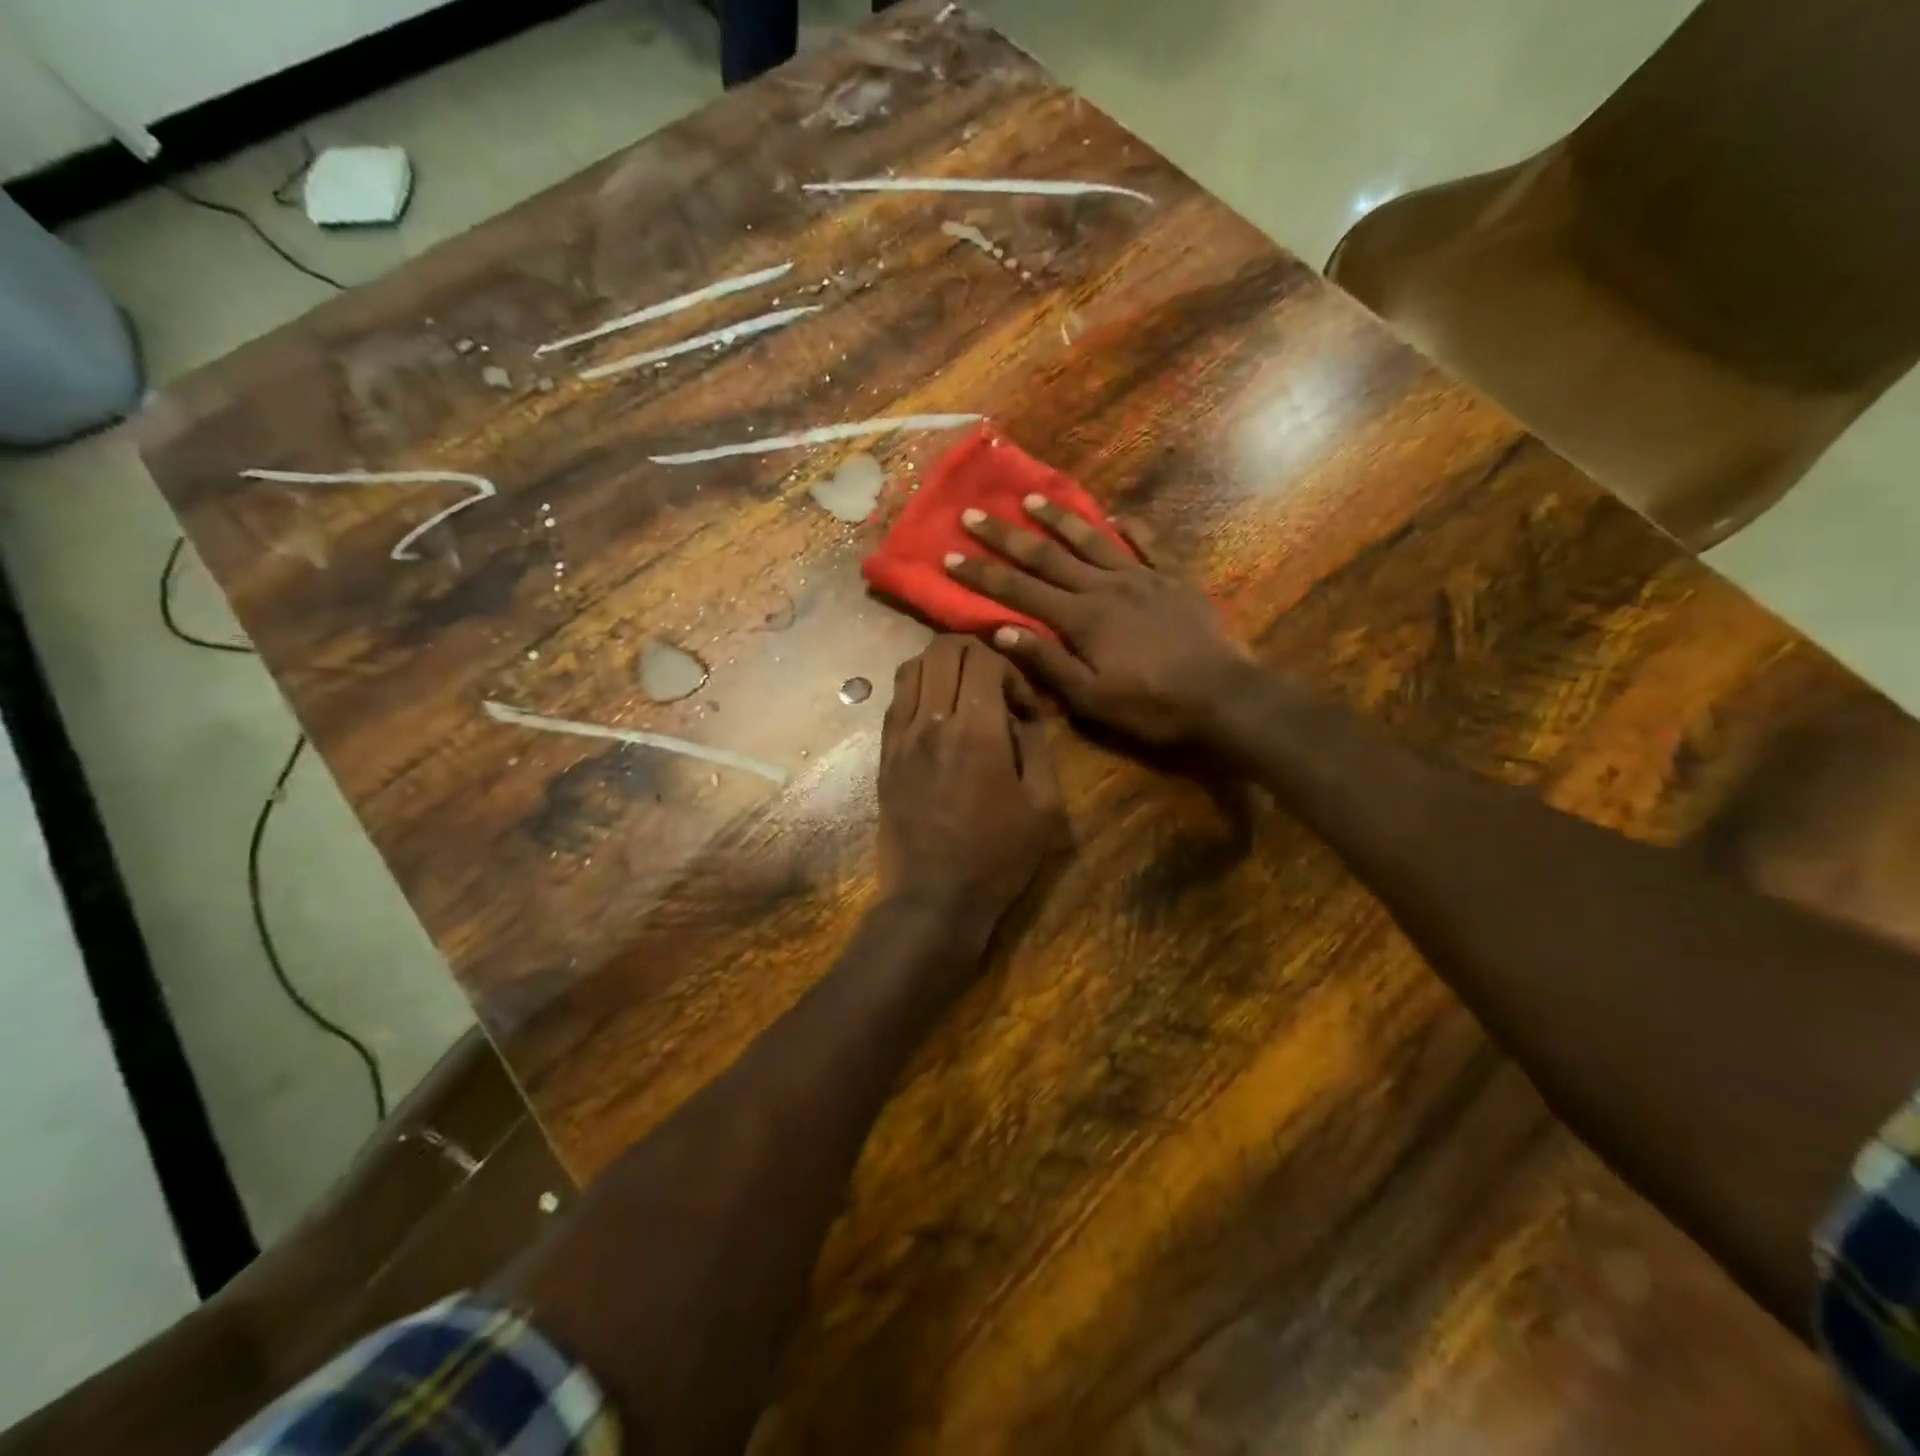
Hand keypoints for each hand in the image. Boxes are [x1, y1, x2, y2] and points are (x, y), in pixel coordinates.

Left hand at [878, 635, 1064, 931]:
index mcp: (976, 732)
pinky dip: (919, 690)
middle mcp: (931, 723)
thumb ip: (1037, 745)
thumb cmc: (998, 857)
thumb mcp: (1045, 805)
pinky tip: (938, 717)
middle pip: (943, 649)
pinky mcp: (884, 755)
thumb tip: (1022, 712)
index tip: (1022, 705)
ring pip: (912, 666)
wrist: (934, 898)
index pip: (984, 658)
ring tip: (963, 696)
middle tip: (994, 687)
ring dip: (943, 668)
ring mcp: (900, 737)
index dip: (1010, 669)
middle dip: (976, 654)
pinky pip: (896, 699)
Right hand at [943, 497, 1250, 745]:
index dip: (983, 575)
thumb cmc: (1150, 705)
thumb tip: (999, 632)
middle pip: (1047, 556)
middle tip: (974, 514)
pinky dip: (1132, 528)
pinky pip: (1149, 544)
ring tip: (1031, 498)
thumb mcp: (1090, 697)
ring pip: (1092, 540)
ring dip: (1059, 519)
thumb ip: (1047, 662)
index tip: (951, 555)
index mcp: (1080, 618)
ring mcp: (1142, 577)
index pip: (1019, 591)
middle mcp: (1105, 587)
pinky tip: (1117, 516)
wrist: (1221, 697)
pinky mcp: (1173, 579)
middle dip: (1007, 536)